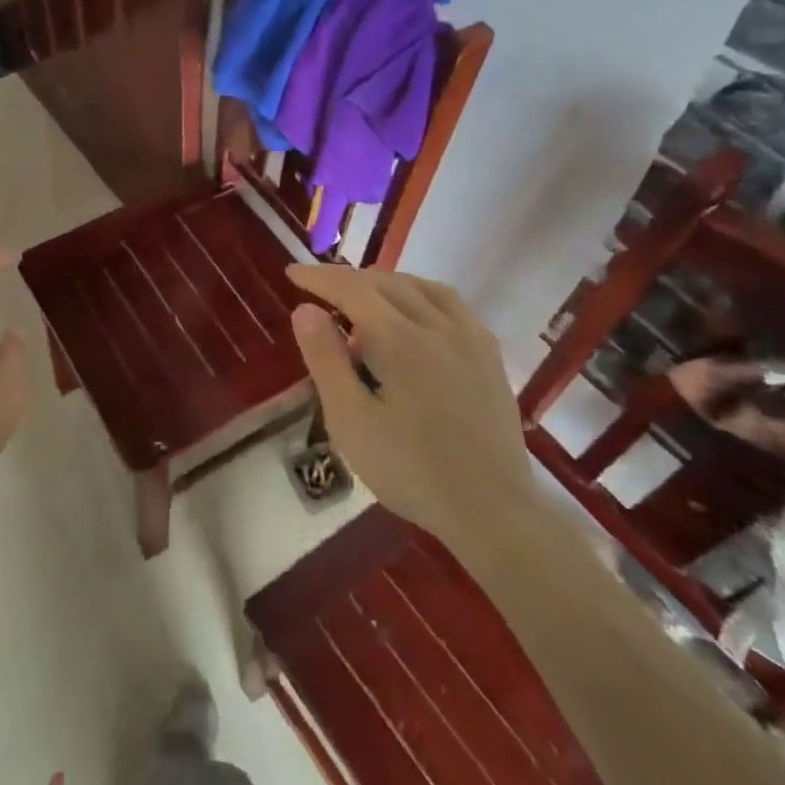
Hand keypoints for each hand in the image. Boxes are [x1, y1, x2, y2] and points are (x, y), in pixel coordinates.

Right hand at [287, 264, 532, 548]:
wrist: (492, 511)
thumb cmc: (411, 471)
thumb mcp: (351, 421)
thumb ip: (326, 360)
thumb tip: (305, 310)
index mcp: (401, 339)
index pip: (353, 289)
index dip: (319, 277)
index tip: (292, 274)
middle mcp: (439, 325)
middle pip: (386, 283)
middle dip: (348, 280)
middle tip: (318, 290)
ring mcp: (471, 338)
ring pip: (421, 288)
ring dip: (384, 283)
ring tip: (360, 298)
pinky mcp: (490, 355)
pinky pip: (450, 304)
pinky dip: (419, 295)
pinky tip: (412, 315)